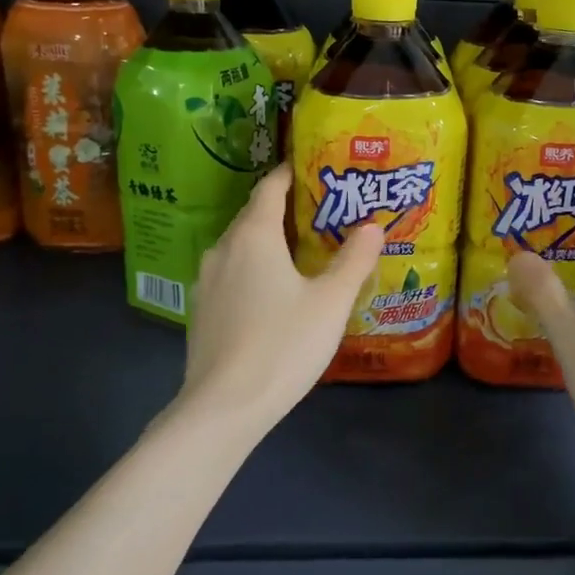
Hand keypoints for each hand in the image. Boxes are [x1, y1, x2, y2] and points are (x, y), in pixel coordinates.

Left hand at [183, 165, 384, 429]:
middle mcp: (223, 249)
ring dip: (268, 241)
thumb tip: (372, 226)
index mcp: (253, 236)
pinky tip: (274, 291)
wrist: (224, 406)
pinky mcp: (202, 311)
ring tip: (301, 250)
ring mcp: (206, 281)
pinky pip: (232, 273)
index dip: (289, 173)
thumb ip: (353, 261)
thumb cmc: (283, 345)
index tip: (313, 167)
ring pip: (241, 246)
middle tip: (321, 211)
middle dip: (284, 208)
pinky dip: (254, 268)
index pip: (269, 188)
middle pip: (253, 215)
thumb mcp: (330, 302)